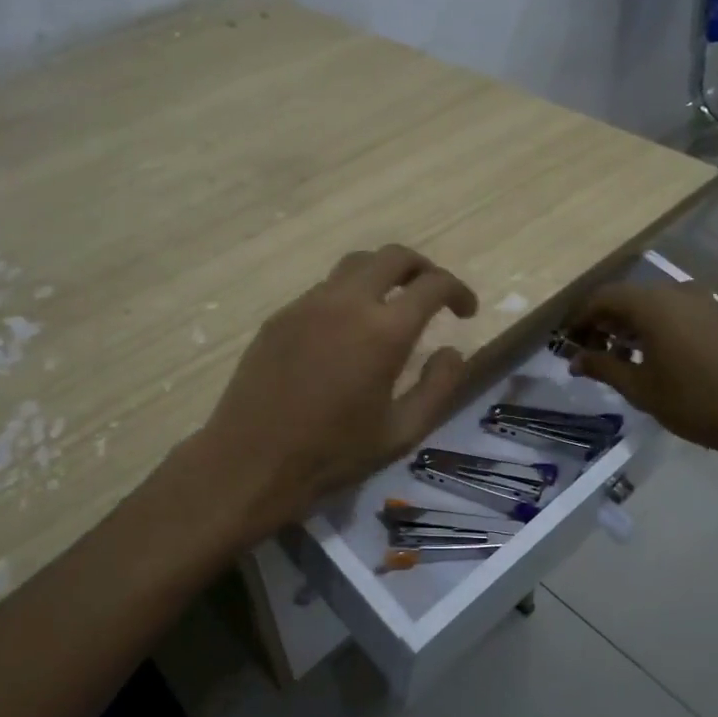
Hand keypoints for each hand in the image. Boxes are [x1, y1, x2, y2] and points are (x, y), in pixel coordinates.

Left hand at [192, 245, 477, 534]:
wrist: (251, 461)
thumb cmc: (333, 454)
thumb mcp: (402, 432)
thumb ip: (438, 386)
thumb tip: (453, 350)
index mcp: (384, 331)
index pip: (433, 284)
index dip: (458, 291)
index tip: (466, 310)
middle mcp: (347, 302)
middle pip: (393, 256)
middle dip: (422, 267)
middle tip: (433, 294)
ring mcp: (308, 304)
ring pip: (355, 264)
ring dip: (383, 274)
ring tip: (392, 304)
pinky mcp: (281, 315)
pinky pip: (324, 288)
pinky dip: (349, 294)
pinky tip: (347, 329)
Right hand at [564, 281, 717, 474]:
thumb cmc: (692, 401)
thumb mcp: (639, 387)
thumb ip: (602, 367)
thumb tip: (574, 360)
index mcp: (652, 304)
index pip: (603, 298)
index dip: (580, 318)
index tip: (566, 341)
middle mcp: (676, 292)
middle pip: (627, 297)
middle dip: (604, 321)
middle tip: (590, 350)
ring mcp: (703, 302)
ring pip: (653, 303)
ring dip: (630, 324)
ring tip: (619, 355)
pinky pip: (676, 311)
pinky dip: (656, 325)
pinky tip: (653, 354)